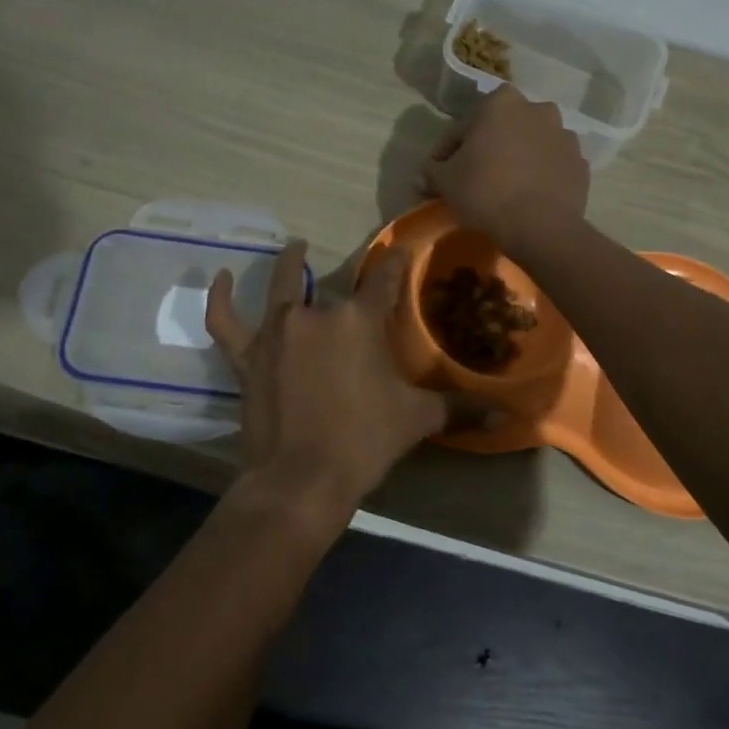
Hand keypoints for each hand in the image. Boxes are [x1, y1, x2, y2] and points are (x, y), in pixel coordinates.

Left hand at [207, 241, 444, 532]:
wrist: (300, 479)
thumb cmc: (363, 442)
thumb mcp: (417, 420)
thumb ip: (460, 409)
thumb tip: (508, 417)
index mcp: (358, 320)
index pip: (385, 278)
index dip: (397, 261)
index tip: (403, 249)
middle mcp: (316, 313)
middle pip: (336, 288)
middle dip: (351, 288)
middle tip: (359, 293)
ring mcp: (276, 332)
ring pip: (283, 289)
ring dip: (291, 265)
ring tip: (296, 248)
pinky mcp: (247, 355)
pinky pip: (226, 320)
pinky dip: (221, 298)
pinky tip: (222, 278)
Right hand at [423, 86, 590, 250]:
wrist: (540, 227)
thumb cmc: (485, 192)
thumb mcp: (445, 181)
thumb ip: (431, 171)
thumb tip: (423, 175)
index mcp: (501, 103)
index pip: (461, 128)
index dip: (445, 152)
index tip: (438, 174)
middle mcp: (537, 109)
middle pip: (500, 130)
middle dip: (486, 148)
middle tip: (471, 177)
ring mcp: (564, 136)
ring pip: (529, 144)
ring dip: (515, 158)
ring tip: (503, 187)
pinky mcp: (580, 164)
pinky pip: (550, 165)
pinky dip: (539, 174)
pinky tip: (527, 196)